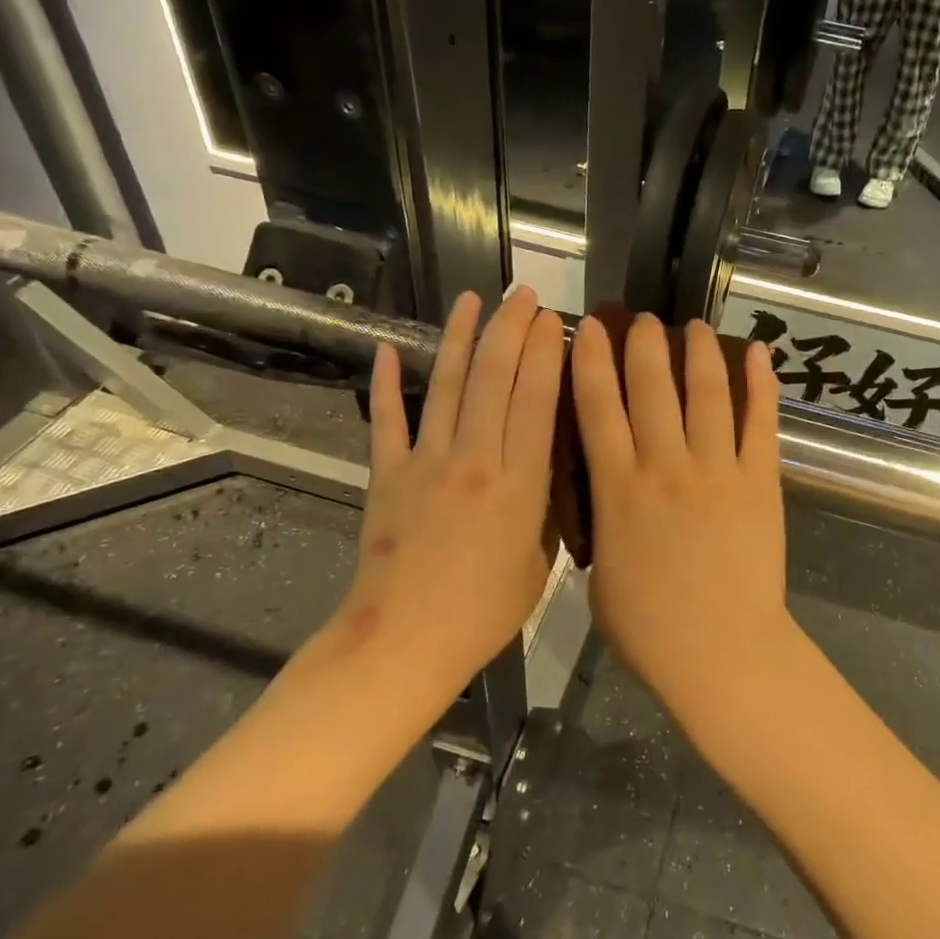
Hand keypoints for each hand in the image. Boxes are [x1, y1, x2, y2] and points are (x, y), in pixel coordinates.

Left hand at [307, 288, 564, 699]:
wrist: (403, 643)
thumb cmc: (483, 613)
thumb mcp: (538, 563)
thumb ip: (544, 509)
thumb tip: (546, 469)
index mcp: (519, 485)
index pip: (535, 402)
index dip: (545, 354)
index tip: (553, 320)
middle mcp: (474, 461)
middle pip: (494, 380)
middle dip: (510, 330)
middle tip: (523, 295)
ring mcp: (425, 463)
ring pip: (447, 386)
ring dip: (460, 339)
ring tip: (472, 300)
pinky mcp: (386, 475)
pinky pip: (388, 420)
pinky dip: (388, 383)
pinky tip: (390, 348)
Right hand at [570, 314, 797, 738]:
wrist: (721, 652)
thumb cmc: (650, 628)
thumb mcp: (601, 575)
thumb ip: (601, 524)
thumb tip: (607, 496)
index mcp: (619, 488)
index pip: (598, 409)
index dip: (592, 362)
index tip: (590, 329)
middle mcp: (666, 465)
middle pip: (652, 388)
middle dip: (644, 345)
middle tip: (643, 319)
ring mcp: (718, 470)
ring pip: (707, 394)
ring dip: (699, 354)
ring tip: (694, 326)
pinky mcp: (761, 482)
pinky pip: (761, 423)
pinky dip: (761, 384)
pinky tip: (758, 353)